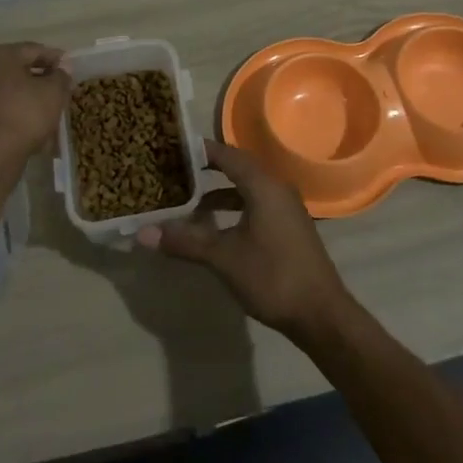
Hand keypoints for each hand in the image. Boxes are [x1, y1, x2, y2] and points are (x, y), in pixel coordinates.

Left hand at [0, 42, 72, 168]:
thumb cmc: (23, 115)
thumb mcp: (53, 92)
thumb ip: (61, 76)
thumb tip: (62, 67)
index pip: (34, 50)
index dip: (56, 59)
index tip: (72, 71)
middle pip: (19, 71)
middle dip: (41, 82)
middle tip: (61, 92)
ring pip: (9, 93)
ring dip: (29, 101)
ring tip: (50, 115)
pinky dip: (15, 117)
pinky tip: (32, 131)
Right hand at [137, 139, 354, 341]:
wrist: (321, 314)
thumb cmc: (272, 276)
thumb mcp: (223, 258)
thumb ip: (185, 241)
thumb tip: (142, 232)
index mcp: (264, 186)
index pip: (228, 155)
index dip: (201, 150)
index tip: (173, 147)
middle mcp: (277, 189)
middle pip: (238, 168)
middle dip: (208, 170)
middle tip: (176, 171)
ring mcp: (286, 209)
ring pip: (247, 189)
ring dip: (220, 193)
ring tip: (189, 203)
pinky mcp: (288, 228)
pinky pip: (256, 205)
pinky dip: (234, 209)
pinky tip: (215, 228)